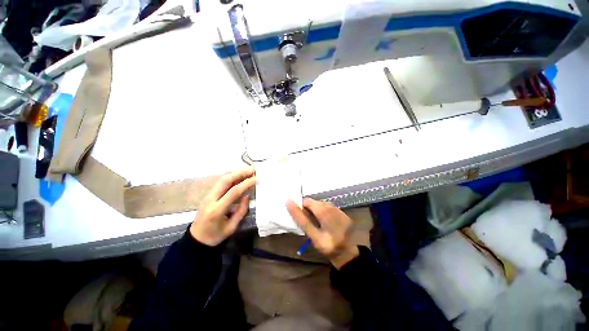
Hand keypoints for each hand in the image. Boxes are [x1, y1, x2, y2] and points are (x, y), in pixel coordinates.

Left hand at [190, 167, 255, 246]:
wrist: (196, 239)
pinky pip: (221, 182)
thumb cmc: (215, 236)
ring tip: (248, 170)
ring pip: (222, 178)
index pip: (233, 192)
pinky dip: (231, 176)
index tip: (256, 179)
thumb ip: (241, 211)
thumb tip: (246, 196)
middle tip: (253, 169)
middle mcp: (211, 199)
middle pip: (225, 180)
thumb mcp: (231, 227)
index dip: (246, 184)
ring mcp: (208, 195)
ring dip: (236, 172)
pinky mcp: (209, 194)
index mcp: (217, 210)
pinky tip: (240, 175)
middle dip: (240, 173)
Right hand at [286, 198, 358, 268]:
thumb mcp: (314, 236)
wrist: (350, 254)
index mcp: (324, 209)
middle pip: (313, 202)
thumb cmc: (330, 246)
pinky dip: (321, 213)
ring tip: (313, 224)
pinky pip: (326, 208)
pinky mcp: (340, 212)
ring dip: (313, 212)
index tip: (297, 217)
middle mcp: (330, 205)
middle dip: (306, 210)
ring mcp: (336, 208)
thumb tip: (289, 203)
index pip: (306, 201)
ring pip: (319, 205)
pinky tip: (322, 223)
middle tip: (306, 224)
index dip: (300, 207)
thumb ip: (302, 219)